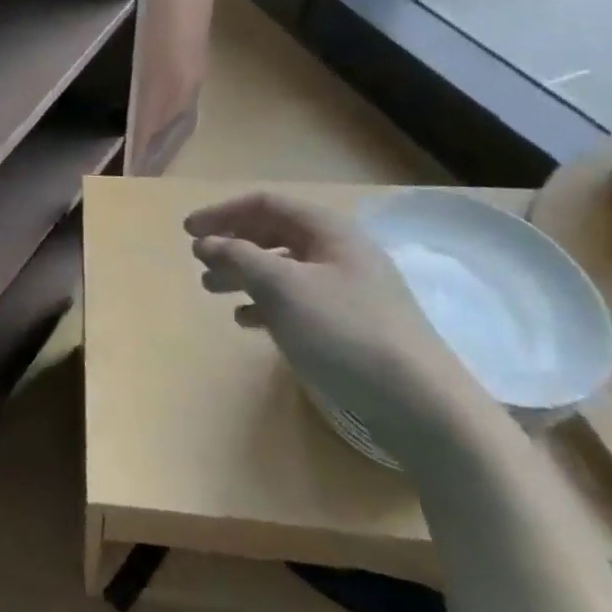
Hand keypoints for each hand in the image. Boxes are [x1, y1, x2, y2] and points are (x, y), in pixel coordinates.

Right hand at [185, 192, 492, 448]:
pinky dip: (267, 304)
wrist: (424, 407)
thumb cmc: (345, 332)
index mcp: (329, 230)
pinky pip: (298, 300)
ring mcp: (350, 290)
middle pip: (274, 234)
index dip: (222, 212)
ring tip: (213, 291)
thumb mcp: (282, 287)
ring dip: (244, 274)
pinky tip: (248, 321)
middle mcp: (340, 252)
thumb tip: (206, 241)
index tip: (188, 232)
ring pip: (283, 268)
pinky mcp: (353, 325)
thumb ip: (238, 256)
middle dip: (232, 244)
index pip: (266, 204)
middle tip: (199, 263)